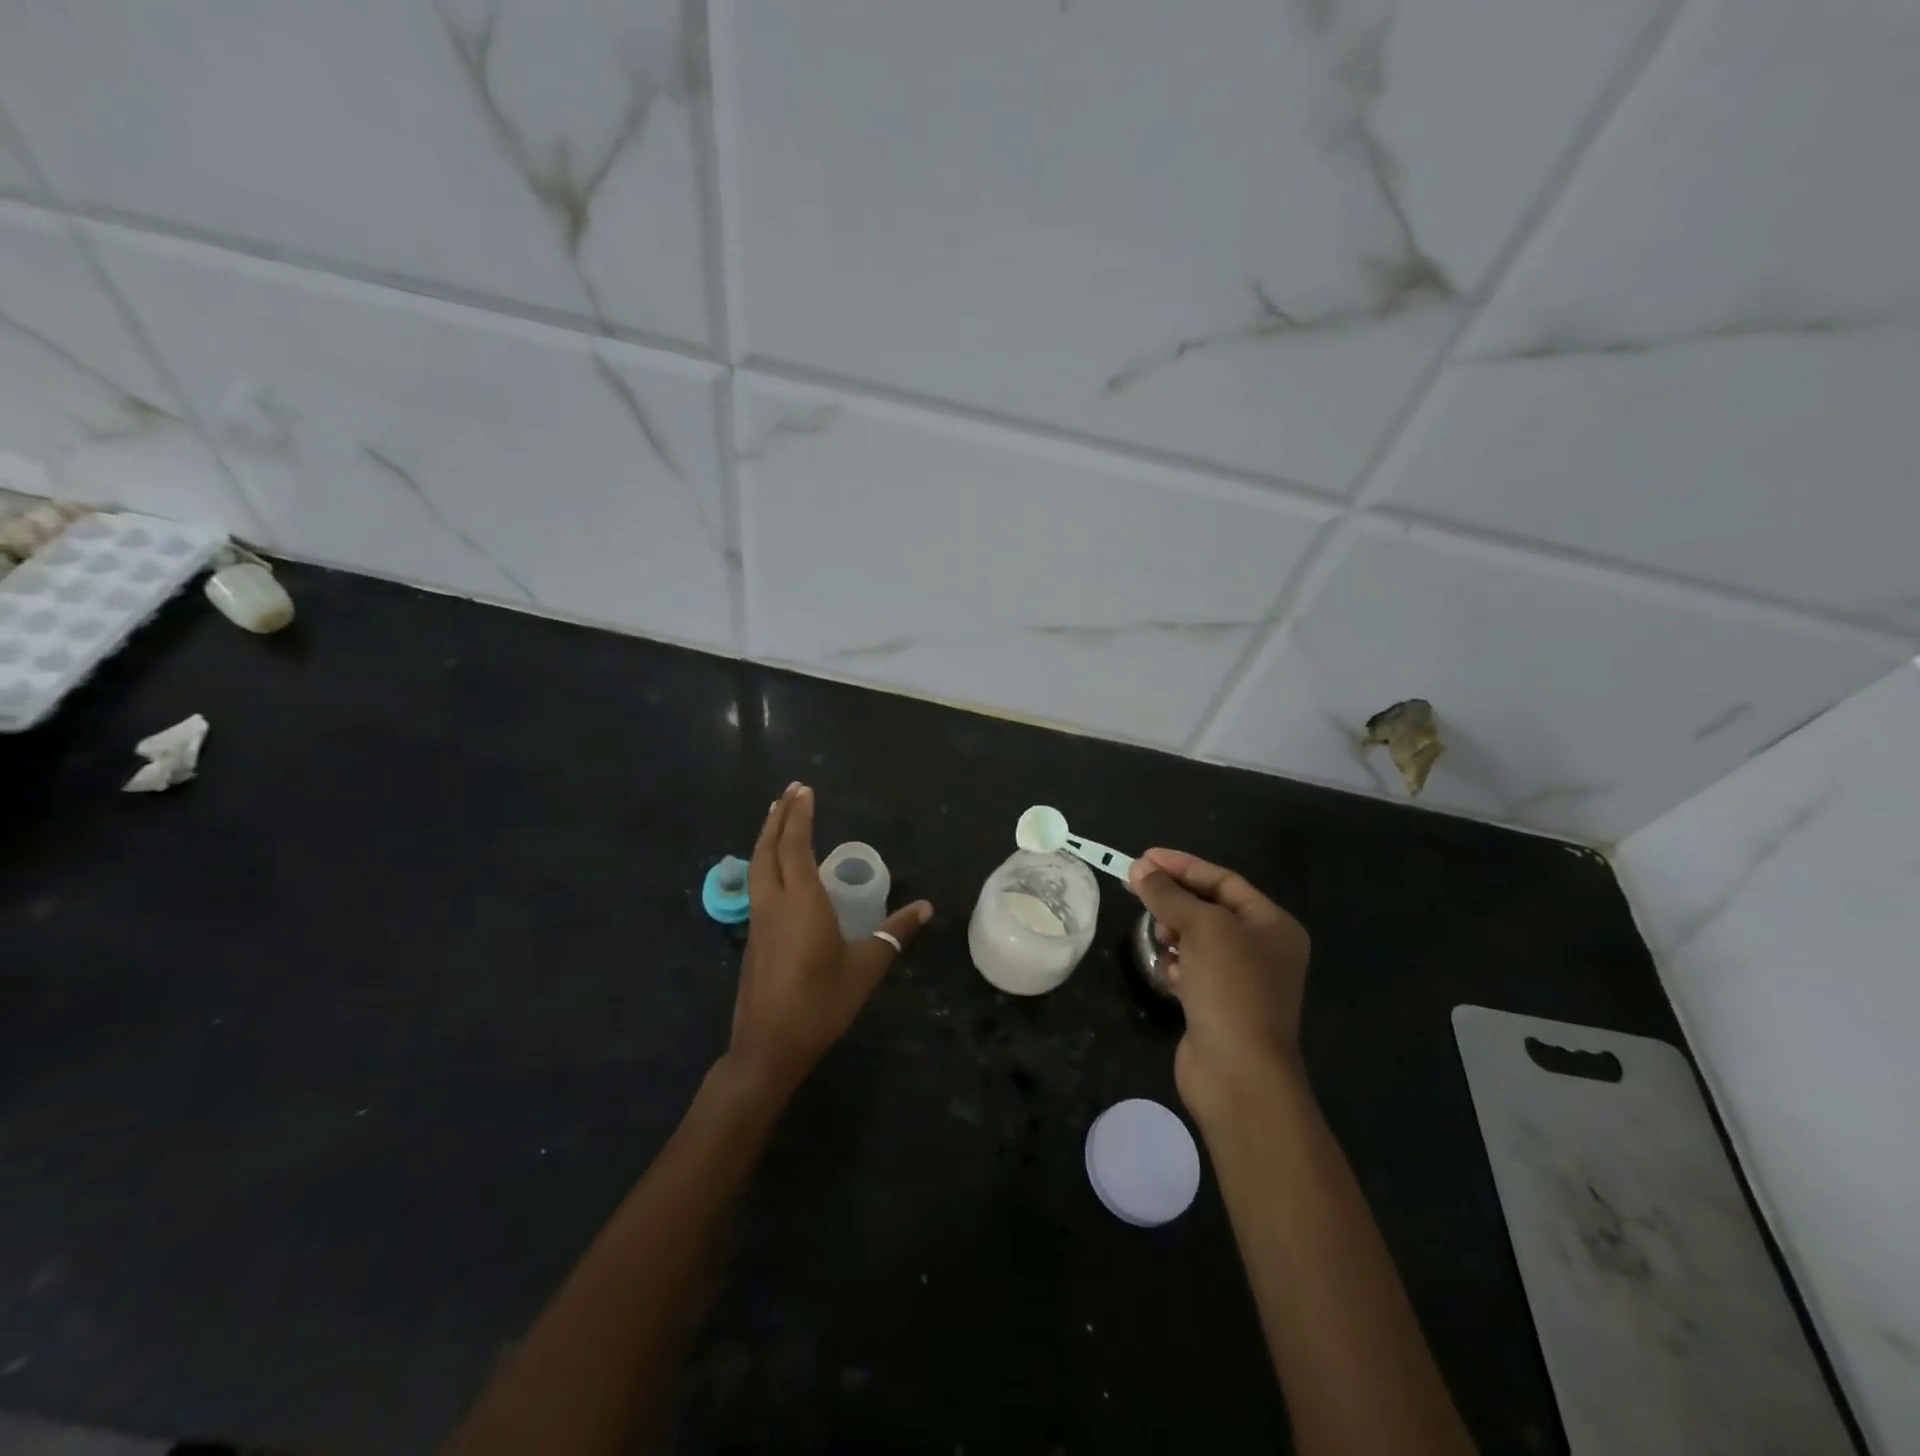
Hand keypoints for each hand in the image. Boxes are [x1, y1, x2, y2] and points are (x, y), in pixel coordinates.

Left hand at [725, 783, 932, 1099]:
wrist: (769, 1045)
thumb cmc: (822, 1002)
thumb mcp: (867, 966)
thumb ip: (895, 933)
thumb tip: (927, 907)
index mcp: (801, 901)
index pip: (795, 845)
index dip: (799, 815)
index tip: (804, 789)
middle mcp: (774, 902)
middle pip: (769, 848)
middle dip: (779, 816)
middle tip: (790, 792)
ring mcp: (758, 920)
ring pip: (757, 865)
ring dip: (767, 837)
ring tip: (777, 817)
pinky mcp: (753, 937)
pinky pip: (757, 884)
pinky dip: (764, 861)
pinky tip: (774, 868)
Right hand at [1129, 848, 1311, 1122]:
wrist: (1239, 1075)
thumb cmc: (1231, 989)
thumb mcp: (1202, 928)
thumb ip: (1169, 894)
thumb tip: (1139, 868)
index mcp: (1272, 925)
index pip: (1223, 880)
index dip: (1182, 866)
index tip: (1143, 858)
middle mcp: (1262, 949)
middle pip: (1208, 908)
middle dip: (1174, 901)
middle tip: (1139, 894)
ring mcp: (1240, 980)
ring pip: (1196, 940)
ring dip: (1173, 934)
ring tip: (1160, 939)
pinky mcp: (1217, 1006)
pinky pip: (1191, 969)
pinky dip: (1176, 966)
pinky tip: (1168, 974)